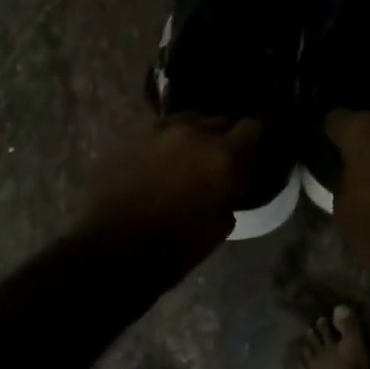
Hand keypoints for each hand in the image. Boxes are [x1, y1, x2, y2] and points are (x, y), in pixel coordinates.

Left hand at [79, 116, 263, 244]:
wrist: (112, 250)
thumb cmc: (176, 246)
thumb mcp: (221, 224)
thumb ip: (233, 190)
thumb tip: (234, 178)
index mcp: (222, 155)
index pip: (253, 125)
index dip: (258, 134)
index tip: (257, 145)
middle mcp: (194, 132)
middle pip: (220, 117)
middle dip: (226, 133)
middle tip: (224, 154)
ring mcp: (158, 129)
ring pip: (188, 119)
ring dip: (196, 132)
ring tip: (192, 152)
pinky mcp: (130, 135)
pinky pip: (160, 129)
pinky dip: (168, 140)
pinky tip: (163, 158)